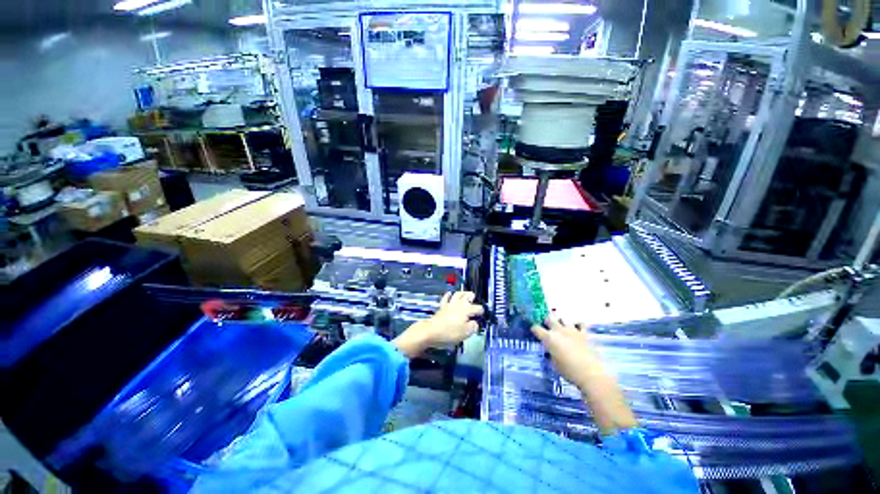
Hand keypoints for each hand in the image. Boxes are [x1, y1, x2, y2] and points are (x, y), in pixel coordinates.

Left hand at [393, 291, 483, 357]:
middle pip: (467, 296)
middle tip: (473, 298)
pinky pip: (446, 297)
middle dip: (471, 296)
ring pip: (457, 294)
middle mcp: (459, 304)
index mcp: (467, 310)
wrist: (431, 331)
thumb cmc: (450, 333)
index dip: (481, 311)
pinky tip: (450, 293)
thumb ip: (473, 327)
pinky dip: (449, 294)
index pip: (478, 308)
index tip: (482, 315)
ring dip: (462, 293)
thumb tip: (475, 323)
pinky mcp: (442, 306)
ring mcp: (450, 304)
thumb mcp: (466, 333)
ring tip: (465, 293)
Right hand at [531, 319, 636, 433]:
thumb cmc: (569, 371)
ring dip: (562, 323)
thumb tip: (551, 351)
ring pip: (564, 319)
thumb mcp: (554, 364)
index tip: (535, 332)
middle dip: (547, 321)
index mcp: (549, 338)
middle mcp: (559, 331)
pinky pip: (580, 324)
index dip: (534, 329)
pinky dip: (578, 325)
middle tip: (548, 327)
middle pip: (549, 317)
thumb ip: (551, 354)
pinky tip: (577, 330)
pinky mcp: (584, 334)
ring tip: (563, 329)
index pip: (536, 328)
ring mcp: (572, 330)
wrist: (591, 373)